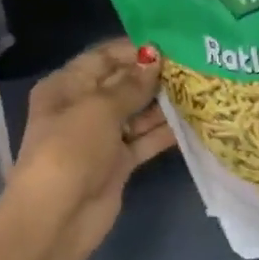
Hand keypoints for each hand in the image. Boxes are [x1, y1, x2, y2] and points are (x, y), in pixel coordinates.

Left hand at [7, 40, 175, 259]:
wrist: (58, 216)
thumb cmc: (71, 150)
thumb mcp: (99, 109)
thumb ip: (131, 85)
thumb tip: (155, 60)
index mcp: (66, 87)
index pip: (102, 58)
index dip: (133, 50)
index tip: (170, 44)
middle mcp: (82, 108)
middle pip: (122, 85)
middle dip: (153, 76)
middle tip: (193, 66)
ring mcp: (101, 137)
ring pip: (137, 113)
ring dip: (163, 104)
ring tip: (200, 89)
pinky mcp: (118, 162)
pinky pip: (144, 140)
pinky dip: (164, 133)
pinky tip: (193, 120)